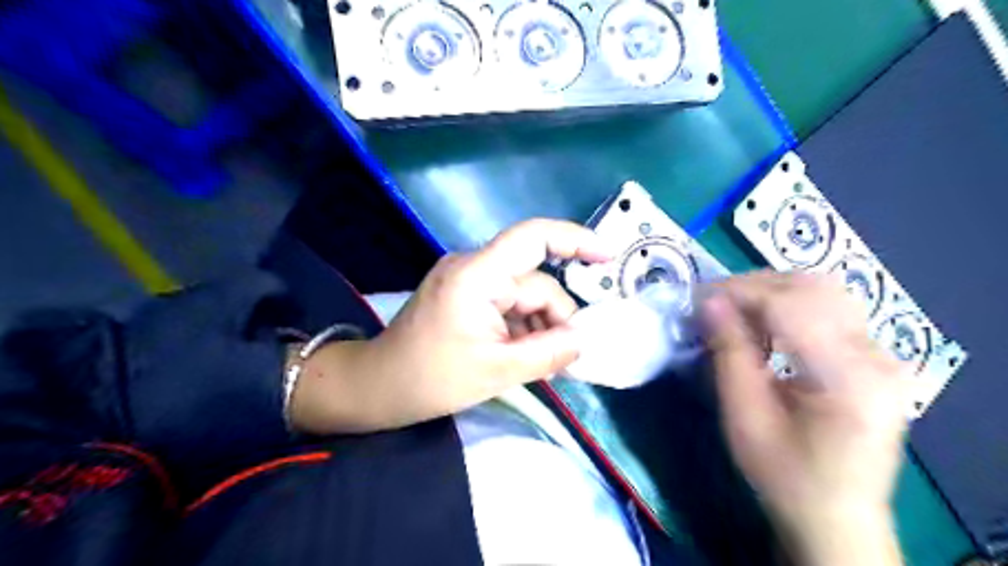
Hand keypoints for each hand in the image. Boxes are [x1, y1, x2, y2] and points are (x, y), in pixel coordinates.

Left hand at [288, 216, 609, 432]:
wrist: (378, 387)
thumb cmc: (431, 379)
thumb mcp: (497, 371)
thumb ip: (548, 353)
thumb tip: (583, 340)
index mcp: (477, 275)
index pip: (532, 237)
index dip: (574, 240)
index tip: (607, 256)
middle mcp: (474, 267)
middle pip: (534, 282)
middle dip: (554, 318)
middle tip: (563, 359)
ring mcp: (468, 279)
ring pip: (524, 295)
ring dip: (538, 326)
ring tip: (538, 363)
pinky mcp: (466, 294)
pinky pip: (507, 303)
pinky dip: (522, 326)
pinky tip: (522, 353)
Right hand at [704, 271, 911, 563]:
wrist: (837, 518)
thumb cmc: (785, 476)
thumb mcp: (745, 418)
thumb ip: (729, 353)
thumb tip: (708, 302)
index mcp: (850, 378)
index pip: (790, 305)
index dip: (738, 292)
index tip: (697, 297)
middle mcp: (878, 356)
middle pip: (813, 286)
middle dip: (753, 286)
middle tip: (711, 302)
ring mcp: (883, 354)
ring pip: (823, 290)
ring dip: (770, 291)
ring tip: (733, 311)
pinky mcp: (876, 357)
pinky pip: (829, 308)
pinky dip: (788, 305)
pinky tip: (763, 325)